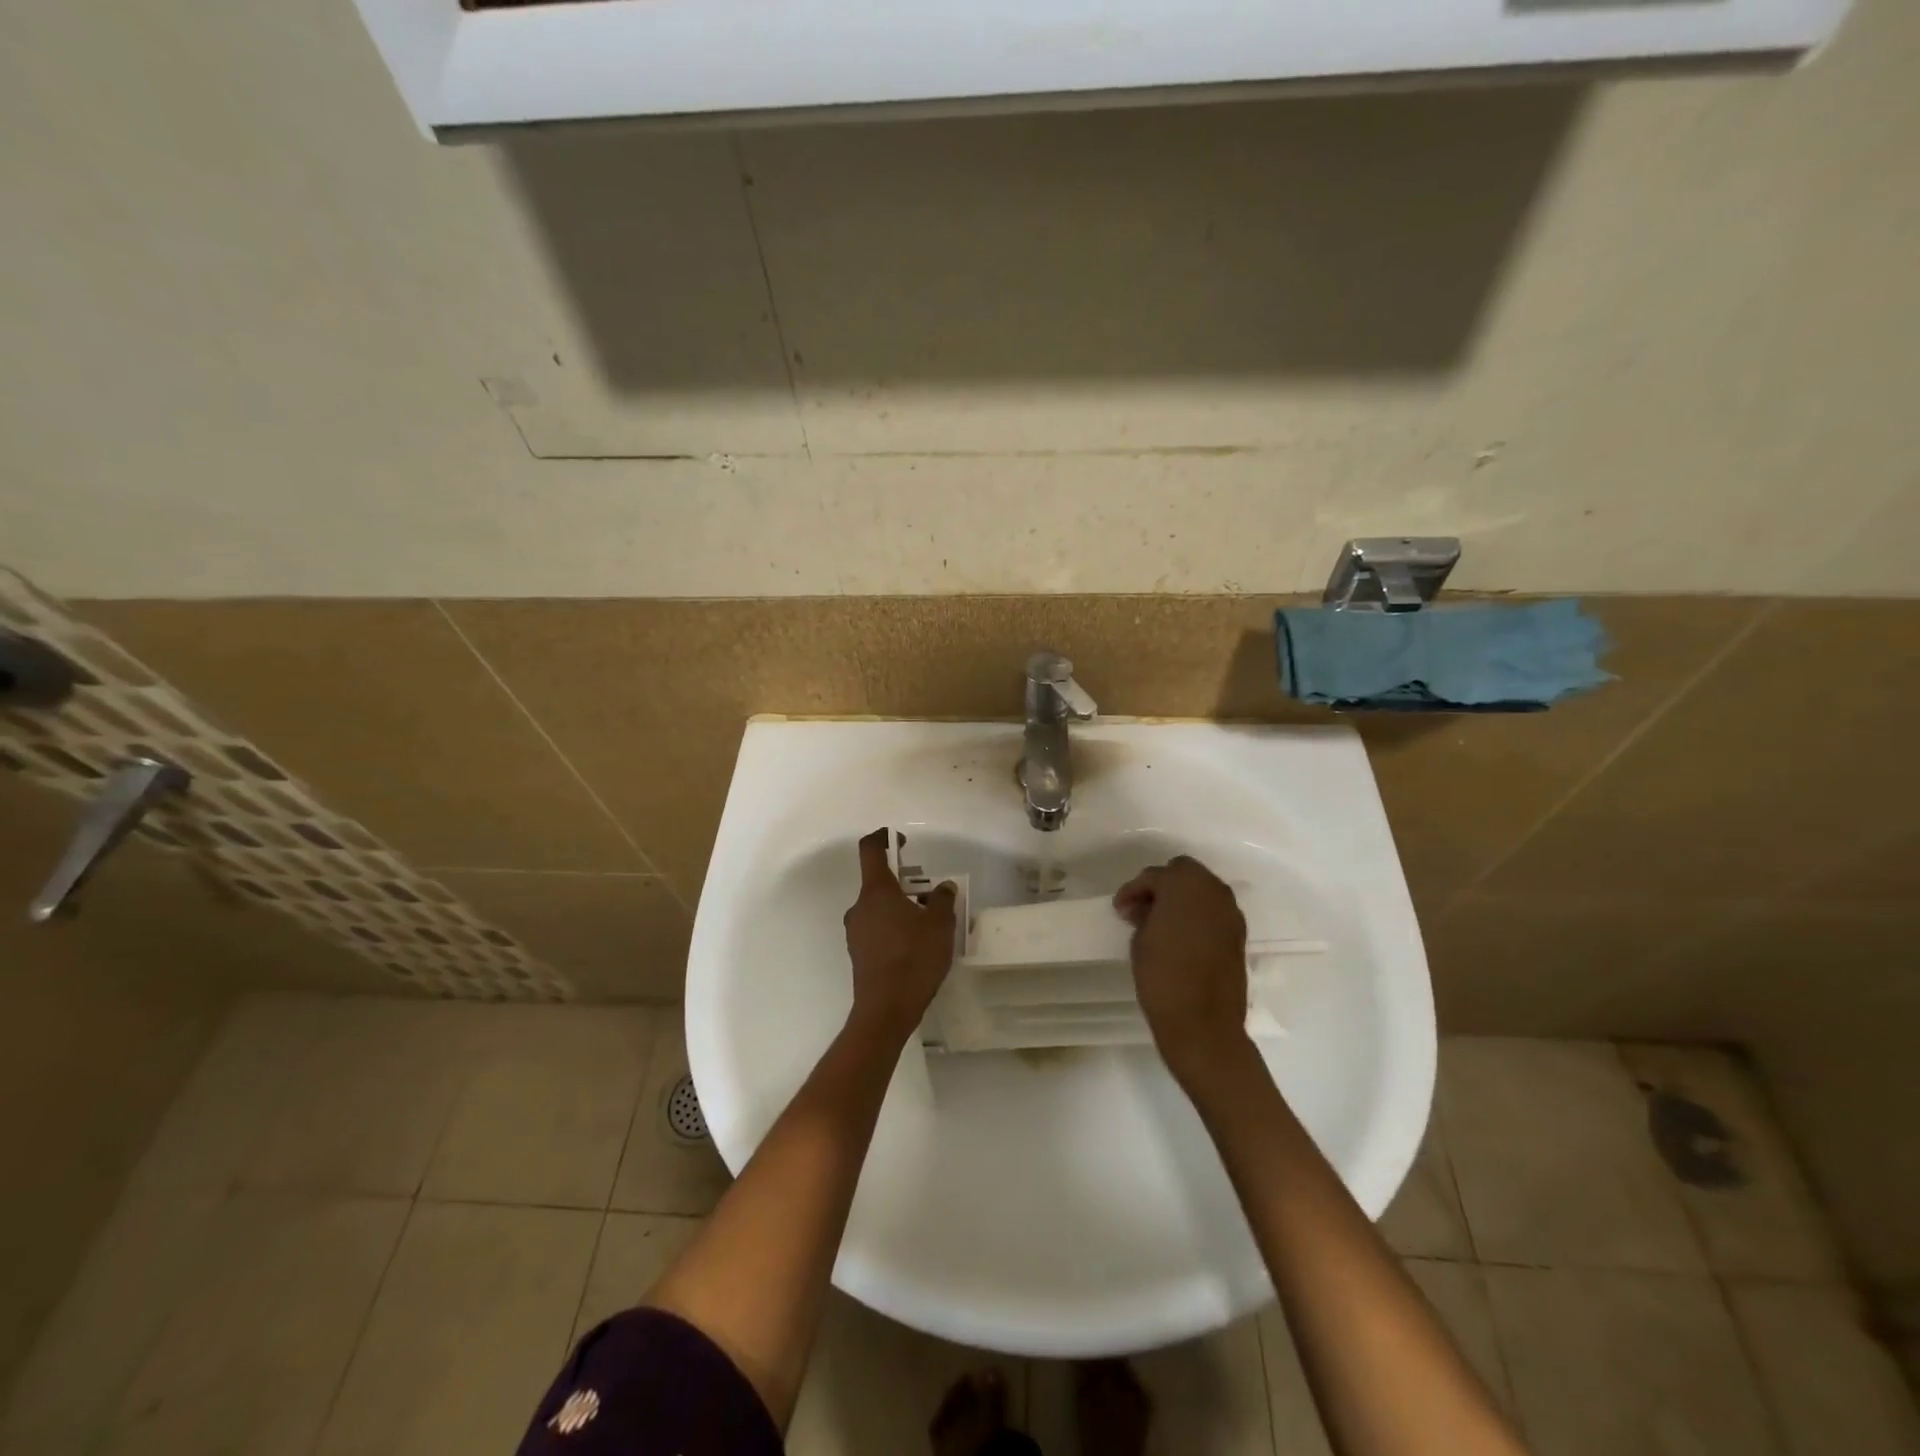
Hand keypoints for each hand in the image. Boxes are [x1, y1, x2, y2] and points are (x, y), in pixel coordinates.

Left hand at [843, 829, 957, 1040]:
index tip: (902, 841)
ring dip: (901, 906)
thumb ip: (943, 900)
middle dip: (905, 881)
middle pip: (879, 881)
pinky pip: (877, 927)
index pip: (871, 849)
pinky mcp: (858, 952)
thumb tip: (943, 887)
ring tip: (929, 923)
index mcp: (876, 891)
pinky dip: (894, 926)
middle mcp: (860, 906)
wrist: (886, 1010)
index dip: (884, 838)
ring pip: (879, 906)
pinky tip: (915, 945)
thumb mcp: (940, 926)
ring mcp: (856, 930)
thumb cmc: (914, 959)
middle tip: (931, 895)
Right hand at [1114, 856, 1248, 1085]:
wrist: (1203, 1024)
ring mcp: (1230, 912)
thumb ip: (1145, 915)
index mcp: (1184, 885)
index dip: (1133, 890)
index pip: (1154, 876)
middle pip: (1184, 872)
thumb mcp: (1140, 940)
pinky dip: (1197, 915)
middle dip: (1162, 886)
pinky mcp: (1238, 934)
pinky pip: (1213, 911)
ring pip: (1202, 890)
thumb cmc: (1162, 977)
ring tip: (1160, 923)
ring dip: (1182, 899)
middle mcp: (1213, 890)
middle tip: (1142, 909)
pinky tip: (1181, 936)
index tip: (1120, 910)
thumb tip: (1148, 910)